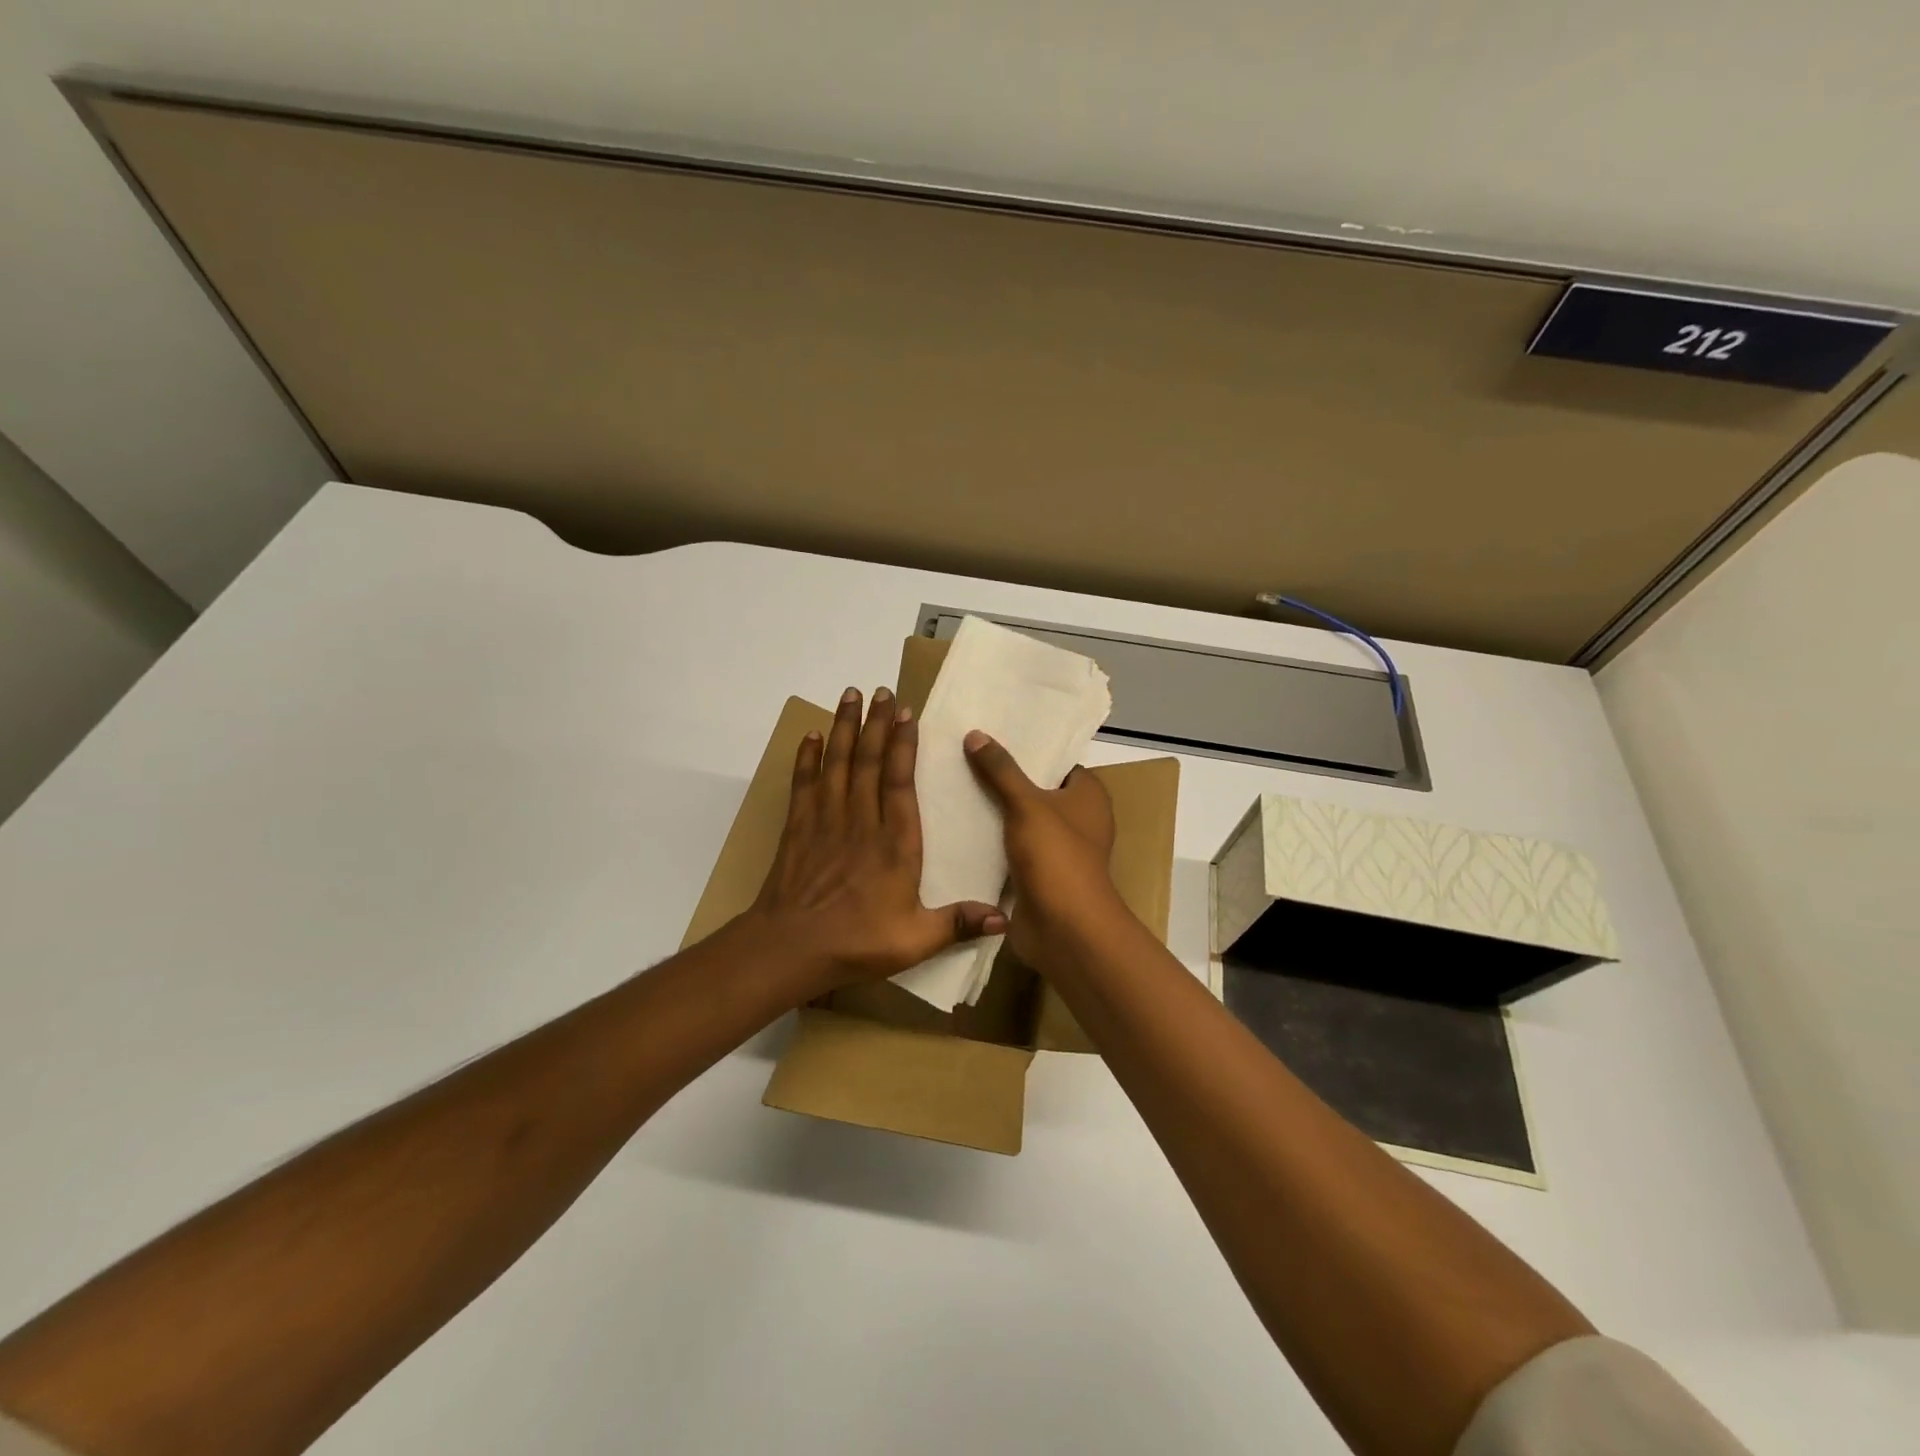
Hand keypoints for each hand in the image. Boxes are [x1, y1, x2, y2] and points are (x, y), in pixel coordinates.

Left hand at [742, 687, 1006, 998]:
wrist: (789, 948)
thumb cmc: (856, 942)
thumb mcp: (915, 940)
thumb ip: (957, 923)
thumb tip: (1005, 918)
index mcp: (894, 842)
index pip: (900, 781)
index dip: (904, 744)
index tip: (907, 713)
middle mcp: (861, 821)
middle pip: (869, 761)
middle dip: (877, 723)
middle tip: (881, 690)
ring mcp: (826, 821)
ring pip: (838, 763)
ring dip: (844, 727)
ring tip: (849, 695)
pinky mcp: (798, 829)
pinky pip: (804, 783)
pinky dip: (807, 757)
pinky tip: (810, 736)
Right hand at [962, 730, 1123, 967]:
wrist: (1064, 929)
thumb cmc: (1056, 857)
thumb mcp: (1026, 804)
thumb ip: (1001, 770)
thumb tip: (975, 734)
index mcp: (1088, 795)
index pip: (1056, 761)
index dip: (1027, 748)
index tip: (989, 733)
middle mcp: (1077, 819)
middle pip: (1035, 789)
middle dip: (1002, 777)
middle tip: (961, 756)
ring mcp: (1057, 849)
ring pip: (1020, 820)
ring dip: (993, 810)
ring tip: (951, 784)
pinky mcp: (1037, 875)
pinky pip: (1009, 848)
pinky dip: (989, 840)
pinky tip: (955, 825)